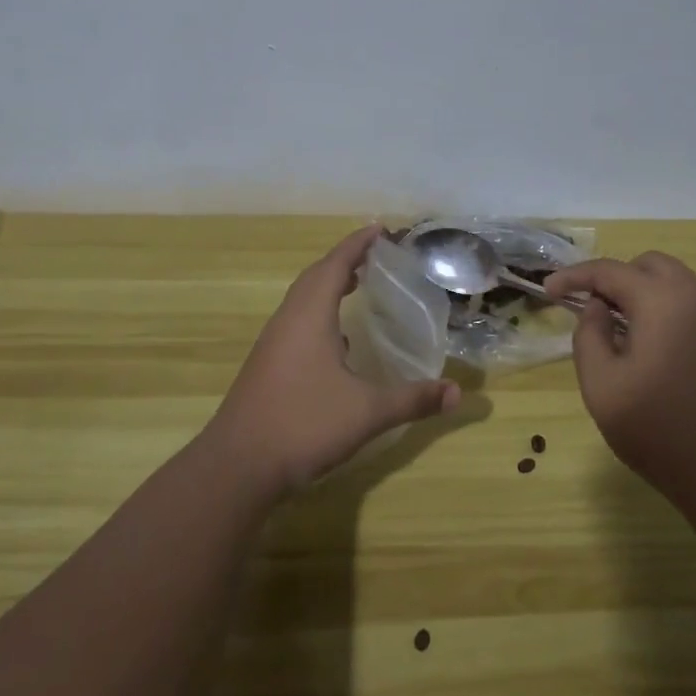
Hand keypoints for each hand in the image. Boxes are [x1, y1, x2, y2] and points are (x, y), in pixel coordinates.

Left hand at [203, 225, 459, 498]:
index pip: (335, 265)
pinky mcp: (266, 366)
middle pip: (315, 277)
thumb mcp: (368, 412)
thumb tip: (458, 394)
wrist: (237, 466)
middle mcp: (288, 321)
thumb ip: (413, 399)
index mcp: (309, 316)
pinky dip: (318, 314)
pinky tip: (336, 341)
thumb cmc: (304, 424)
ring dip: (328, 286)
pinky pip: (296, 323)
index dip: (357, 244)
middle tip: (374, 255)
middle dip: (344, 260)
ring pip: (302, 301)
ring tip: (356, 286)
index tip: (379, 228)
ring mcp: (273, 344)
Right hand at [545, 251, 695, 506]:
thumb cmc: (665, 434)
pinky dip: (675, 321)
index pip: (609, 270)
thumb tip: (597, 309)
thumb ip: (589, 337)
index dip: (574, 276)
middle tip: (596, 312)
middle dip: (617, 279)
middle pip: (651, 266)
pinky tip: (668, 363)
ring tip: (629, 340)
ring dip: (648, 299)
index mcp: (663, 301)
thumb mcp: (603, 389)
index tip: (549, 290)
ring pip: (681, 288)